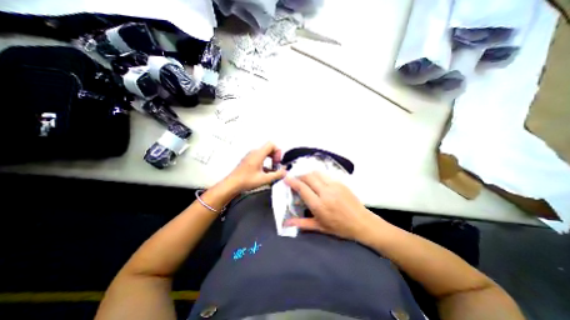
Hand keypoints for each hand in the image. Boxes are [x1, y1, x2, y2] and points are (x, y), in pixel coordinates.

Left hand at [226, 142, 286, 191]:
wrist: (232, 184)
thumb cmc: (246, 181)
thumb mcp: (264, 179)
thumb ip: (277, 175)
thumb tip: (285, 171)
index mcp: (258, 154)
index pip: (271, 144)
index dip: (278, 152)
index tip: (277, 162)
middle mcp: (254, 152)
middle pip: (269, 148)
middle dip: (275, 156)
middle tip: (276, 165)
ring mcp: (251, 155)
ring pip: (265, 152)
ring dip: (270, 159)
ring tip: (272, 169)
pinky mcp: (249, 159)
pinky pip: (260, 156)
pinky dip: (265, 162)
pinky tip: (265, 172)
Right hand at [284, 171, 379, 241]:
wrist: (362, 222)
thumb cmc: (339, 227)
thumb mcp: (319, 227)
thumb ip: (301, 223)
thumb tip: (285, 224)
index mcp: (319, 205)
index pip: (302, 188)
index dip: (292, 182)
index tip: (286, 178)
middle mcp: (325, 192)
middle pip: (308, 177)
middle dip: (299, 176)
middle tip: (296, 180)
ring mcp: (334, 186)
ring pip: (316, 173)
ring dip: (308, 174)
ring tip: (305, 179)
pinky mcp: (340, 183)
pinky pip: (325, 175)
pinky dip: (318, 175)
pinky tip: (317, 180)